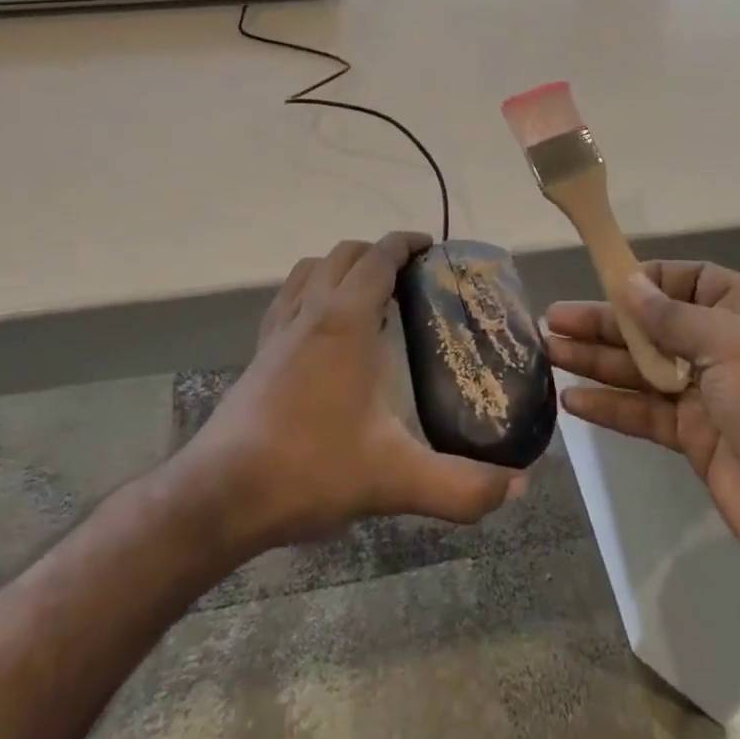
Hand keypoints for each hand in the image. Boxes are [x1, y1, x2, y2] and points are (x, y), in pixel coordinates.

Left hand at [181, 232, 526, 553]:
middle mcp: (309, 310)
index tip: (432, 248)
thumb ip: (462, 485)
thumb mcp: (395, 480)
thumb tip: (519, 486)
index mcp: (344, 320)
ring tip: (371, 295)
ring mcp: (278, 329)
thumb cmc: (309, 469)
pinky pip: (289, 296)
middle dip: (380, 252)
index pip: (378, 257)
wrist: (220, 495)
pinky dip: (313, 289)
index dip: (406, 243)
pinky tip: (324, 329)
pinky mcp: (259, 351)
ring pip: (311, 268)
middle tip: (412, 278)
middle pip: (345, 253)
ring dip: (343, 266)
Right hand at [544, 262, 739, 611]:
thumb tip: (629, 282)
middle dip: (606, 322)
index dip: (647, 279)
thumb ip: (672, 317)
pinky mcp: (697, 440)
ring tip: (548, 351)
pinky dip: (611, 407)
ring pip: (643, 369)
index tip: (603, 280)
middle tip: (552, 319)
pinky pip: (646, 414)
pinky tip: (572, 402)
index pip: (691, 280)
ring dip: (598, 361)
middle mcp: (728, 349)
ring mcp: (711, 397)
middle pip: (656, 326)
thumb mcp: (733, 345)